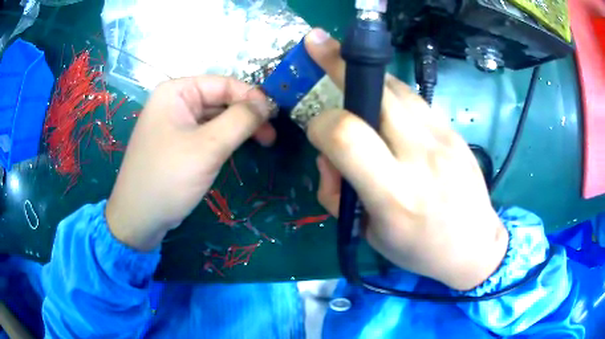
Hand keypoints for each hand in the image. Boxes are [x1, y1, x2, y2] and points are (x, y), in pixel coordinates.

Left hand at [106, 76, 275, 250]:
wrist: (139, 218)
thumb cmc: (167, 178)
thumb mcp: (207, 147)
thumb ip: (240, 120)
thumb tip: (267, 104)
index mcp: (177, 91)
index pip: (223, 84)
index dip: (252, 97)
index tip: (276, 116)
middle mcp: (175, 102)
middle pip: (221, 99)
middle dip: (247, 115)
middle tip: (271, 136)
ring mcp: (176, 123)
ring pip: (216, 117)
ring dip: (239, 128)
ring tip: (264, 142)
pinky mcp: (179, 143)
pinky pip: (208, 133)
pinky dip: (226, 139)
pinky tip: (240, 148)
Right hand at [305, 29, 507, 290]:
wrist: (474, 246)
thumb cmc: (418, 250)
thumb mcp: (367, 234)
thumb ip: (338, 192)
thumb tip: (327, 152)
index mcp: (395, 196)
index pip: (346, 135)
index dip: (321, 123)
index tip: (317, 128)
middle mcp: (422, 159)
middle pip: (375, 93)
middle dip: (337, 64)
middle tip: (317, 44)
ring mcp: (444, 139)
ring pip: (396, 88)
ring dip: (366, 79)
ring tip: (351, 79)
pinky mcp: (454, 131)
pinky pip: (414, 99)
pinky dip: (390, 94)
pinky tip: (384, 105)